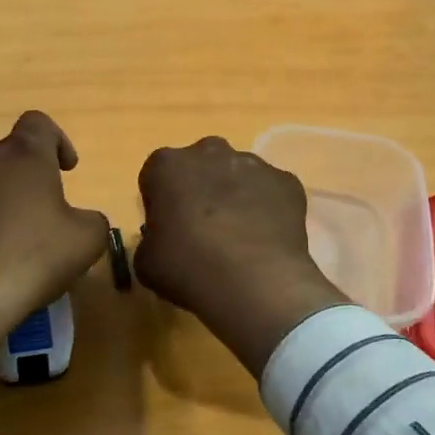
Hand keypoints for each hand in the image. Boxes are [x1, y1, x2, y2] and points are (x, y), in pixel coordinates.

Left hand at [0, 111, 110, 374]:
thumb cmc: (32, 257)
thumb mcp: (87, 240)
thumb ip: (93, 219)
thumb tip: (81, 220)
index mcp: (22, 154)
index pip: (39, 123)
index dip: (57, 141)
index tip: (66, 171)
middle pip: (10, 154)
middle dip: (29, 178)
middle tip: (44, 214)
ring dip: (1, 199)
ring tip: (14, 239)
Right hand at [135, 137, 348, 377]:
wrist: (256, 282)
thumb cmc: (189, 268)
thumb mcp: (146, 262)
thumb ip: (150, 239)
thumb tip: (163, 238)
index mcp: (167, 165)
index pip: (157, 176)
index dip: (161, 202)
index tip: (168, 228)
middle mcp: (210, 151)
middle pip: (200, 166)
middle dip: (200, 189)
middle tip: (202, 230)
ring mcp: (253, 163)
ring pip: (237, 175)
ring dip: (234, 196)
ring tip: (239, 237)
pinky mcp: (287, 181)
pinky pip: (270, 191)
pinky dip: (267, 208)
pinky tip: (265, 239)